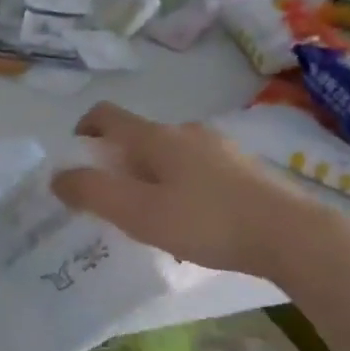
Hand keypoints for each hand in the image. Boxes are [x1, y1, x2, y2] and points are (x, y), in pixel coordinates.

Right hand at [51, 103, 322, 281]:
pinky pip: (196, 171)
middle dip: (116, 164)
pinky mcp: (243, 169)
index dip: (82, 131)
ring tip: (152, 220)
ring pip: (168, 156)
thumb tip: (58, 177)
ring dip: (149, 179)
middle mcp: (186, 132)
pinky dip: (179, 188)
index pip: (106, 116)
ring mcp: (219, 148)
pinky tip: (191, 224)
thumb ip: (92, 193)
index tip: (75, 161)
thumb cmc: (206, 221)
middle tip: (112, 203)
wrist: (291, 234)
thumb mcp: (137, 213)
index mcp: (156, 137)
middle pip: (137, 138)